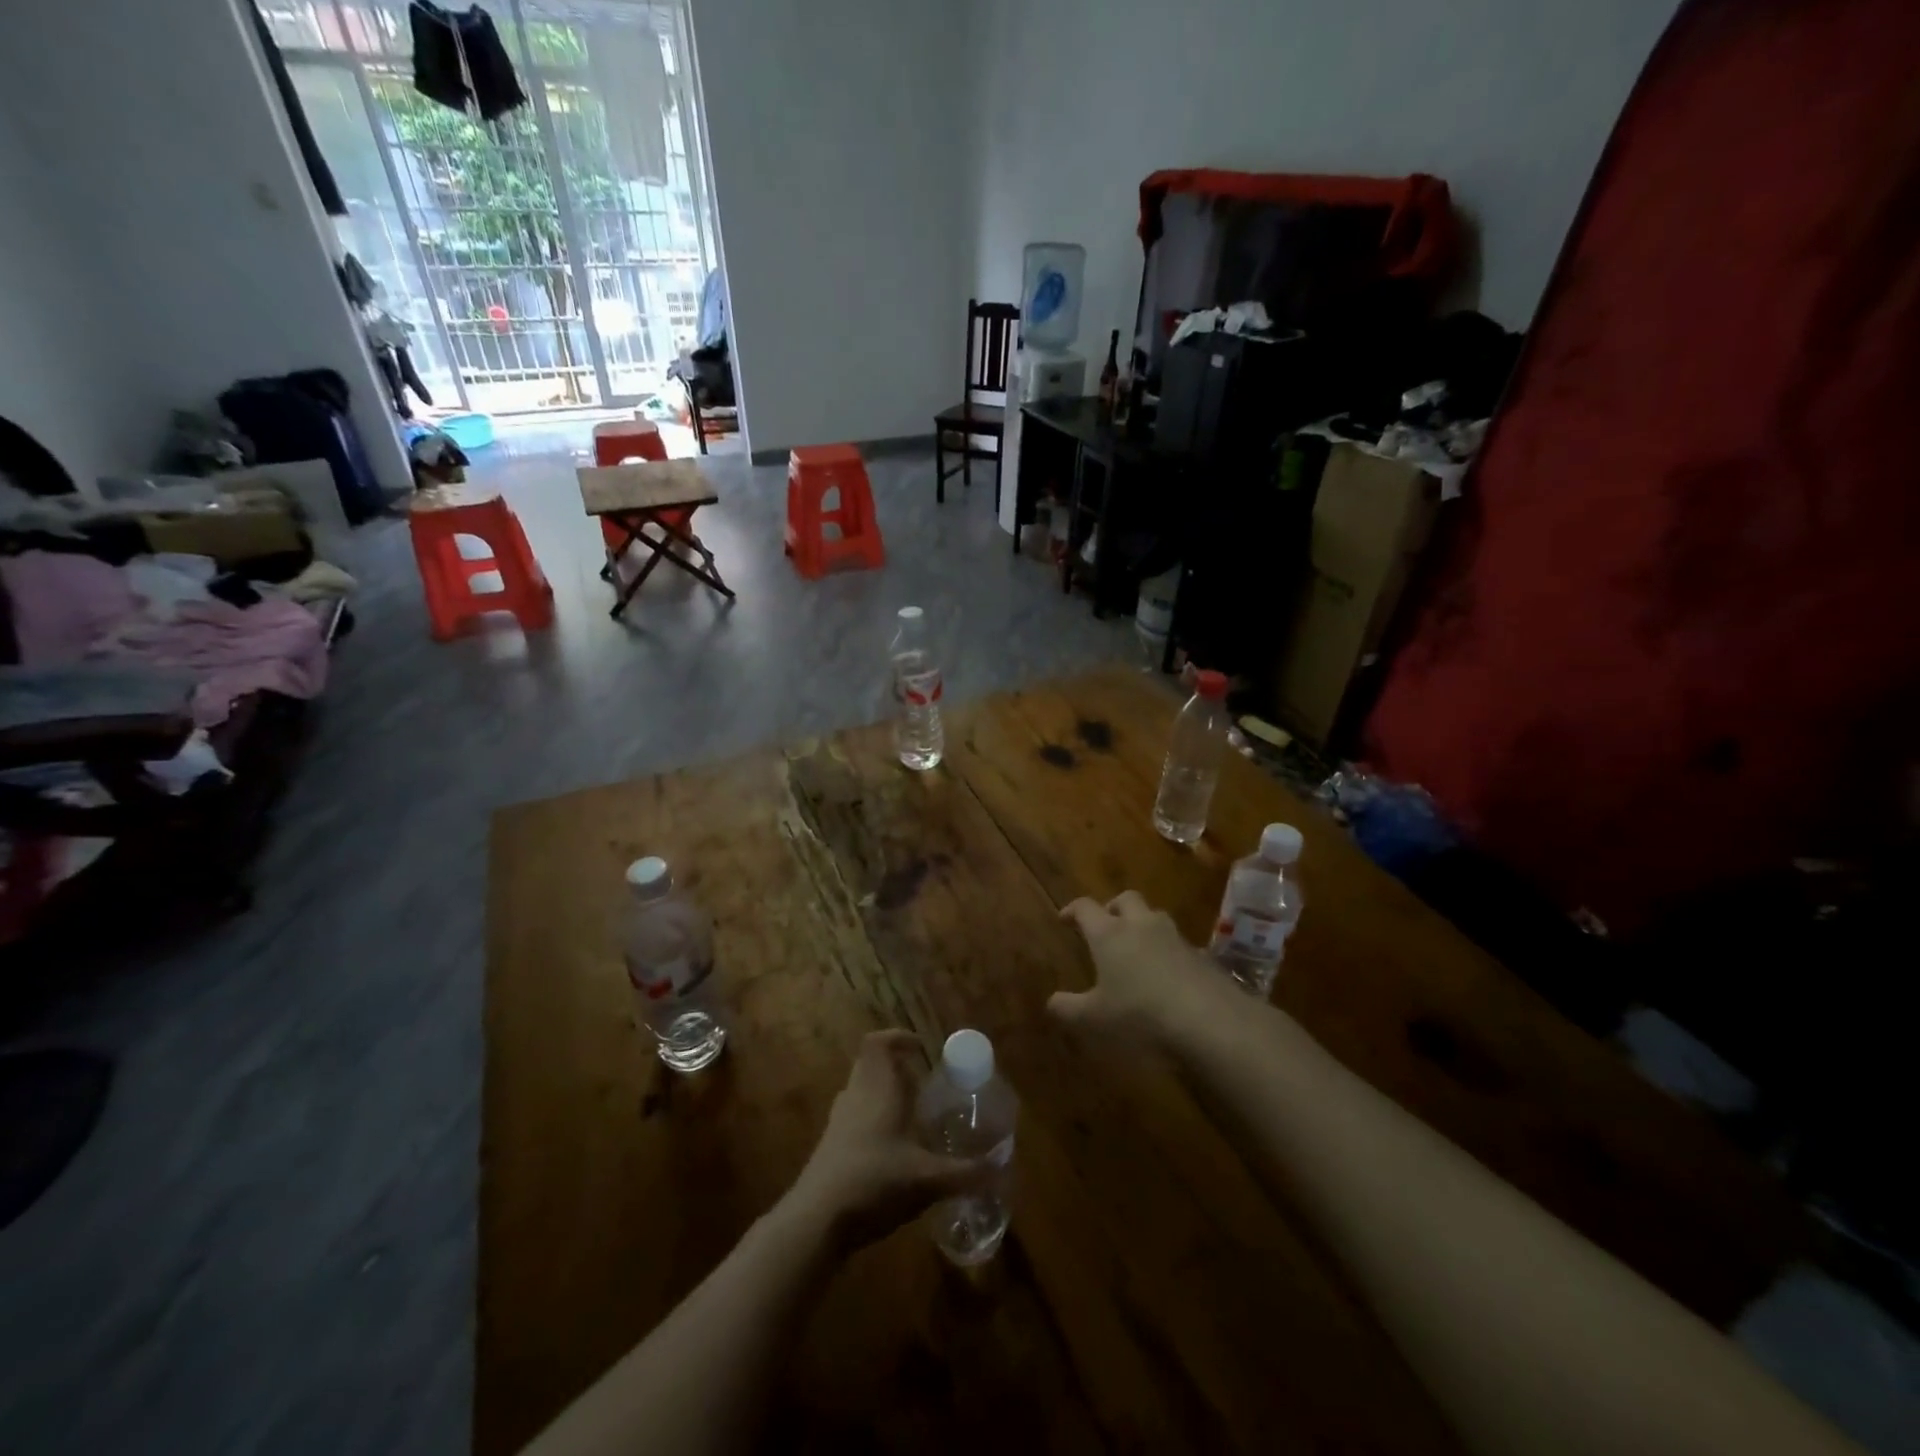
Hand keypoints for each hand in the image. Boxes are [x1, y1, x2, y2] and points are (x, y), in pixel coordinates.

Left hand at [787, 1030, 982, 1250]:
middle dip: (896, 1068)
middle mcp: (856, 1096)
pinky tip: (892, 1151)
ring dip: (884, 1095)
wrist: (816, 1220)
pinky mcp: (830, 1146)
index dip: (896, 1038)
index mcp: (878, 1089)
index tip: (921, 1048)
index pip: (877, 1044)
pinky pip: (854, 1117)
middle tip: (923, 1084)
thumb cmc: (874, 1182)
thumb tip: (1001, 1166)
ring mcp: (838, 1121)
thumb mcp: (927, 1180)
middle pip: (870, 1065)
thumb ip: (966, 1173)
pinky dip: (873, 1121)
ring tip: (912, 1116)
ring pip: (862, 1091)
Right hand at [1050, 890, 1229, 1040]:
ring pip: (1155, 916)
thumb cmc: (1140, 1014)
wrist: (1209, 1020)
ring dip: (1144, 925)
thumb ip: (1069, 1009)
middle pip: (1126, 899)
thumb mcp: (1095, 1019)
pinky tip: (1168, 975)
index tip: (1065, 918)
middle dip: (1113, 907)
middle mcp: (1141, 925)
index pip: (1086, 907)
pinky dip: (1169, 952)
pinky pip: (1179, 944)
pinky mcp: (1201, 955)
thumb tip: (1051, 1002)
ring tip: (1138, 949)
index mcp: (1109, 934)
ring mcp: (1175, 937)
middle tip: (1106, 924)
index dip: (1073, 909)